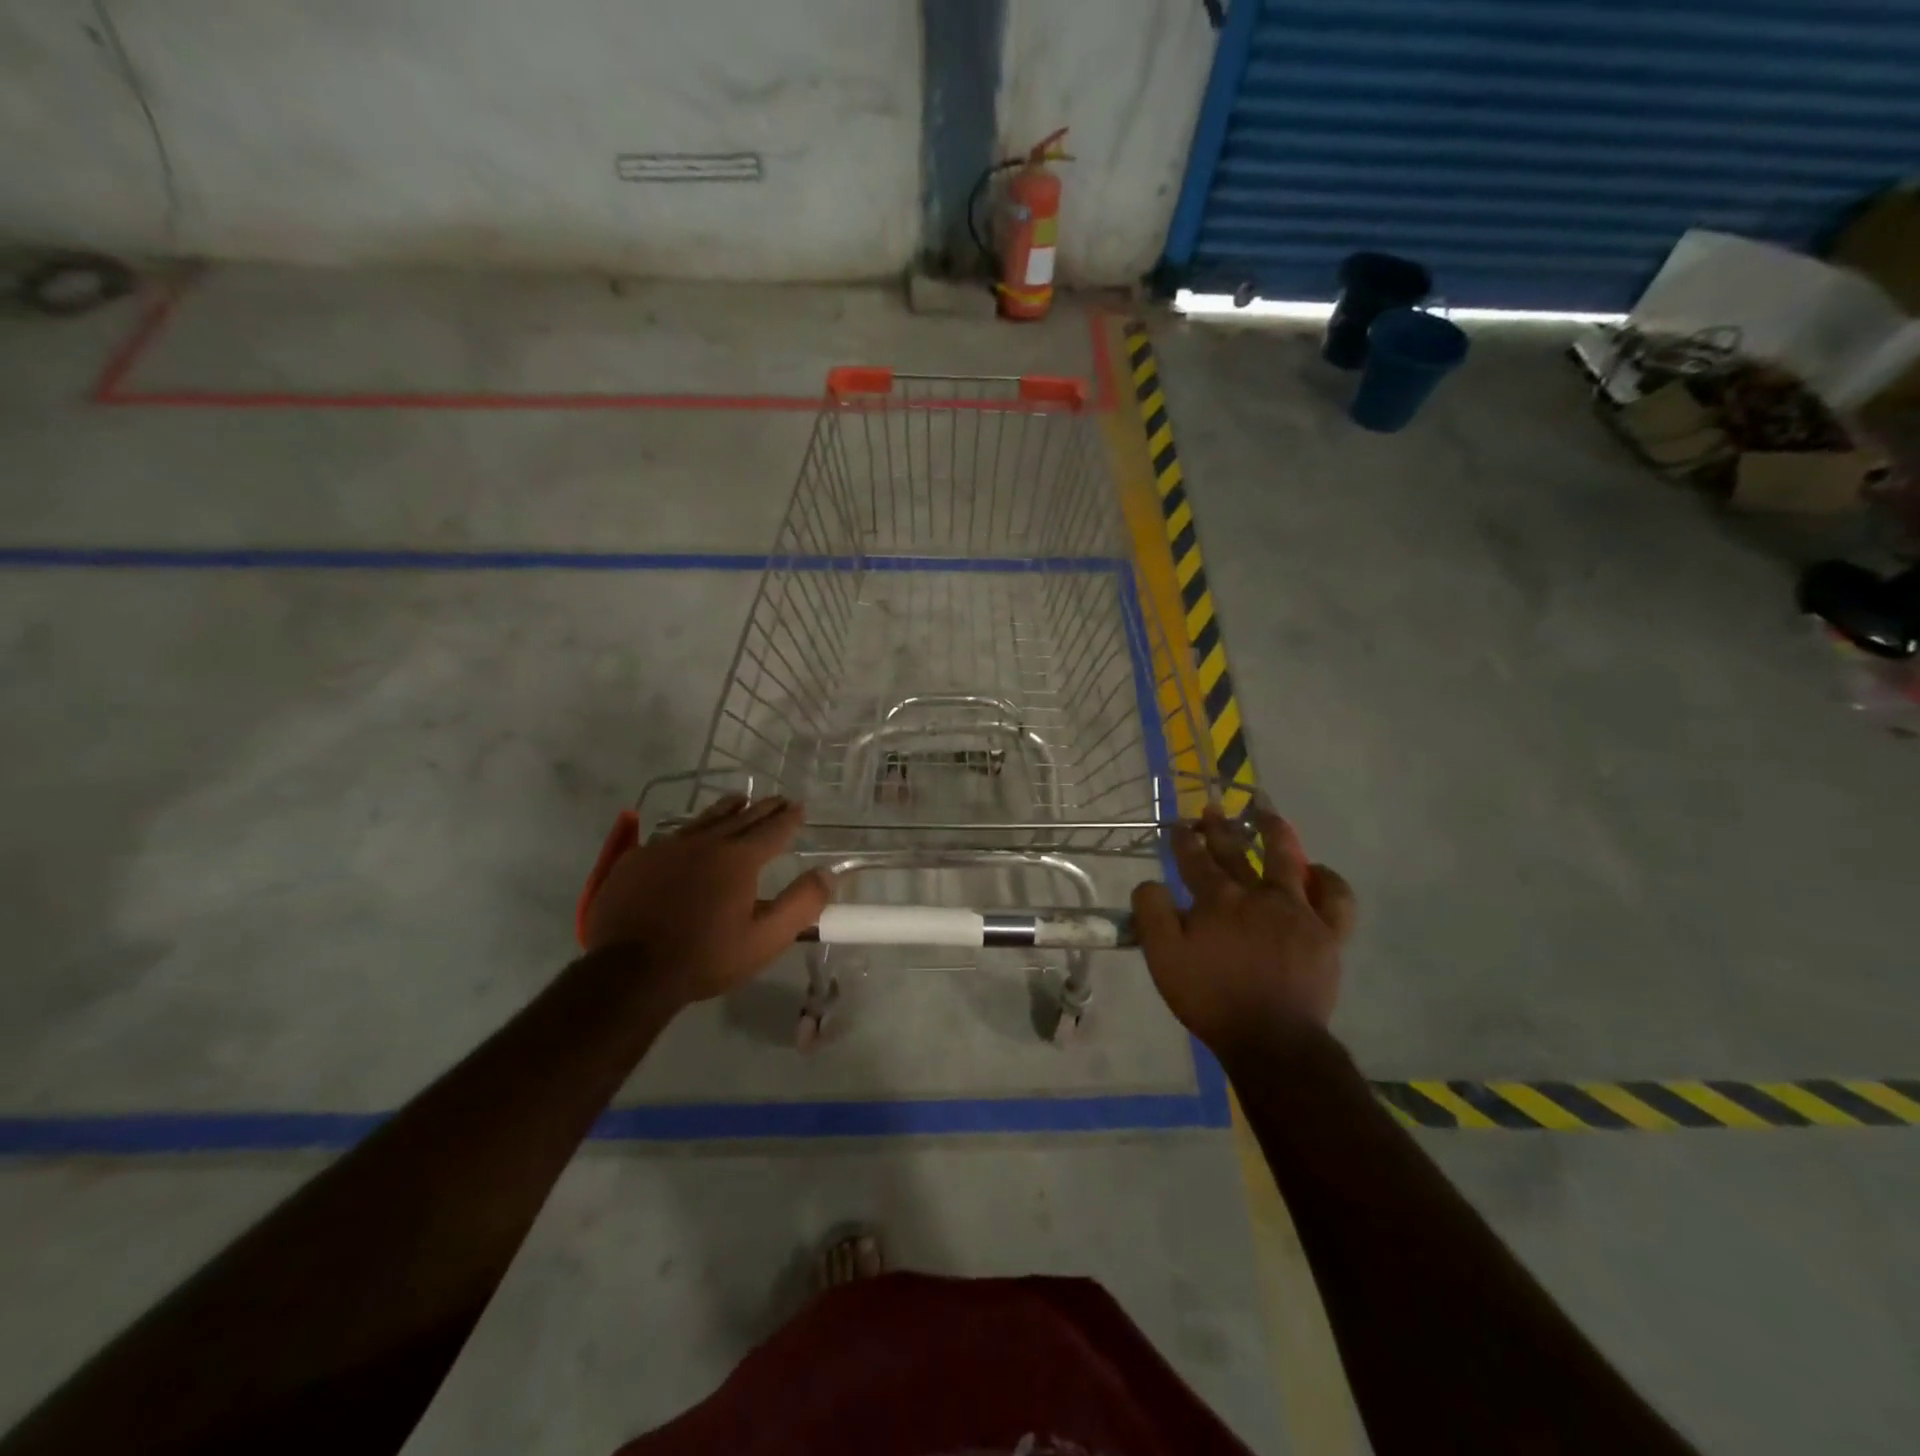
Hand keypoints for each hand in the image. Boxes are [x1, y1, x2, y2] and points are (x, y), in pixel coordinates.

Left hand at [581, 795, 832, 1004]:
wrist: (628, 973)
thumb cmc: (704, 958)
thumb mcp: (765, 939)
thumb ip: (801, 904)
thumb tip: (827, 873)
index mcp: (738, 860)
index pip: (772, 830)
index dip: (789, 818)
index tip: (800, 807)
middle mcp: (704, 843)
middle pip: (740, 818)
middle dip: (763, 808)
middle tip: (778, 799)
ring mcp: (666, 848)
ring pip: (704, 820)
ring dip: (727, 809)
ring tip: (739, 800)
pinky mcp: (637, 860)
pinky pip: (671, 836)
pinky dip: (690, 831)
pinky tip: (689, 836)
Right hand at [1131, 804, 1356, 1056]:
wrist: (1271, 1040)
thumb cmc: (1211, 998)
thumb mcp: (1163, 958)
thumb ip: (1152, 913)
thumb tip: (1150, 883)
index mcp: (1217, 900)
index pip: (1196, 858)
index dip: (1185, 839)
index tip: (1179, 825)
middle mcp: (1257, 895)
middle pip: (1235, 852)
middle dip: (1219, 828)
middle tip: (1211, 810)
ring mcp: (1297, 911)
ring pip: (1287, 860)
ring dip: (1275, 833)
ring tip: (1268, 816)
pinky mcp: (1327, 933)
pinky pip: (1335, 898)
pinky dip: (1328, 880)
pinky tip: (1319, 871)